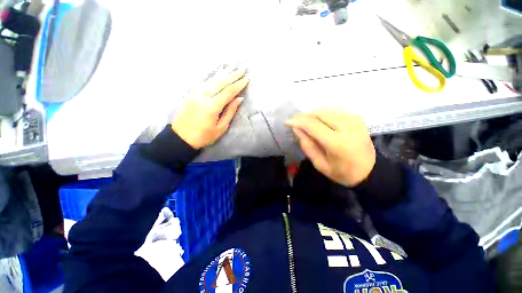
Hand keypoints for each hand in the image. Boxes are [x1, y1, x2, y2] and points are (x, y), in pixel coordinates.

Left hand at [171, 68, 248, 149]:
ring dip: (224, 74)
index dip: (238, 84)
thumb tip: (239, 98)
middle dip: (233, 75)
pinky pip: (205, 82)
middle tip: (242, 70)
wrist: (181, 137)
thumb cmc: (204, 136)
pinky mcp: (191, 93)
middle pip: (220, 82)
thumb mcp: (221, 127)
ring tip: (233, 69)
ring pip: (212, 80)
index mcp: (212, 106)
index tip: (247, 78)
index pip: (228, 91)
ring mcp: (195, 93)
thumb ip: (230, 111)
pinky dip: (214, 77)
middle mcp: (203, 96)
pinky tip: (219, 74)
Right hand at [285, 109, 375, 186]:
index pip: (312, 125)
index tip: (287, 122)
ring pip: (326, 110)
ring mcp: (354, 119)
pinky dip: (322, 114)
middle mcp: (348, 127)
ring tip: (304, 122)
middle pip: (319, 114)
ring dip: (312, 115)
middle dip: (304, 116)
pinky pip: (334, 111)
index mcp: (338, 143)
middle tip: (295, 122)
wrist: (370, 171)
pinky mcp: (357, 117)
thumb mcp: (320, 164)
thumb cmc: (342, 172)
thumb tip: (296, 128)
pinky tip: (318, 121)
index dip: (297, 121)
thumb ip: (307, 145)